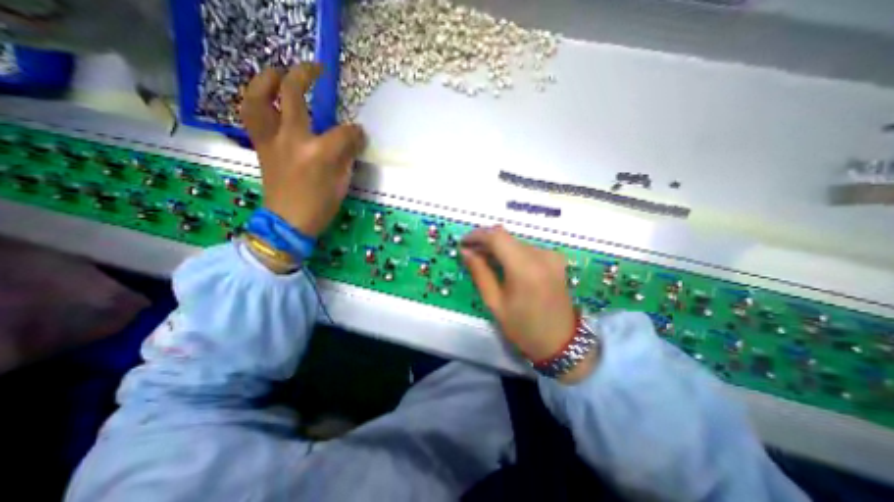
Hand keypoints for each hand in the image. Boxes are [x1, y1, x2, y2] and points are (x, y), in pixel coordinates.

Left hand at [241, 63, 366, 235]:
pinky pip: (253, 115)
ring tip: (278, 73)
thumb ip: (347, 157)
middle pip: (293, 94)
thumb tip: (352, 139)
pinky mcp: (261, 146)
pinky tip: (269, 100)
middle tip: (315, 69)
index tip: (359, 134)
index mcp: (320, 153)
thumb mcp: (342, 183)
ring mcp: (272, 140)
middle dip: (305, 75)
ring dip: (267, 79)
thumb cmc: (321, 206)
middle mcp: (292, 139)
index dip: (355, 132)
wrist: (289, 222)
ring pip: (259, 97)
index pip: (343, 132)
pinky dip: (258, 101)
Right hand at [461, 228, 600, 384]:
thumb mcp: (495, 303)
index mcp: (526, 268)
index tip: (463, 243)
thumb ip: (480, 272)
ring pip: (515, 241)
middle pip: (506, 237)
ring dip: (498, 247)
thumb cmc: (523, 327)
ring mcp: (551, 255)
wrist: (561, 342)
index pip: (497, 236)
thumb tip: (466, 251)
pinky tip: (503, 264)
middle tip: (470, 253)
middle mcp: (541, 255)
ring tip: (484, 260)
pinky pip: (527, 248)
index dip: (477, 235)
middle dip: (485, 241)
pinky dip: (511, 252)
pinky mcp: (555, 258)